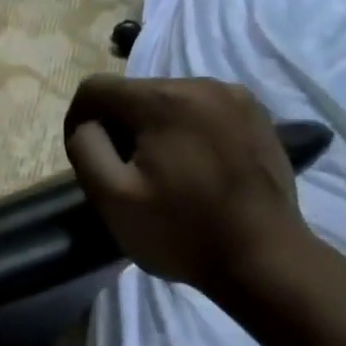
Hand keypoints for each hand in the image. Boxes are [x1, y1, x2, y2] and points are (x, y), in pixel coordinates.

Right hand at [63, 75, 311, 295]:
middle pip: (134, 93)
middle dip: (120, 126)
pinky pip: (202, 110)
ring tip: (164, 171)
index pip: (95, 88)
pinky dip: (188, 131)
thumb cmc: (181, 231)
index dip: (79, 120)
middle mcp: (201, 84)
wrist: (265, 260)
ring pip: (169, 100)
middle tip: (127, 172)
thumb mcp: (111, 196)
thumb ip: (85, 147)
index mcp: (162, 100)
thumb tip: (86, 123)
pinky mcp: (257, 116)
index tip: (89, 158)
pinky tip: (196, 167)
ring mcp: (236, 97)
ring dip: (154, 128)